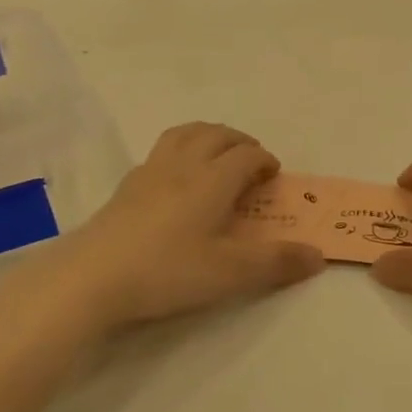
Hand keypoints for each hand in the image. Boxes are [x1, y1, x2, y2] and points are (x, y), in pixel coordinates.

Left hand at [13, 123, 323, 338]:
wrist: (92, 276)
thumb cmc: (167, 271)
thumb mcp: (229, 273)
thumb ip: (276, 263)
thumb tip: (318, 256)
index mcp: (212, 179)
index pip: (246, 155)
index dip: (264, 160)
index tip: (273, 175)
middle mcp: (184, 165)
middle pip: (216, 134)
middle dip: (240, 141)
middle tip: (251, 161)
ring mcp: (150, 172)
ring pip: (185, 134)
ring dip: (208, 136)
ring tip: (217, 155)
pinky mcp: (126, 186)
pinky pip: (161, 151)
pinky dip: (180, 151)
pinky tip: (176, 180)